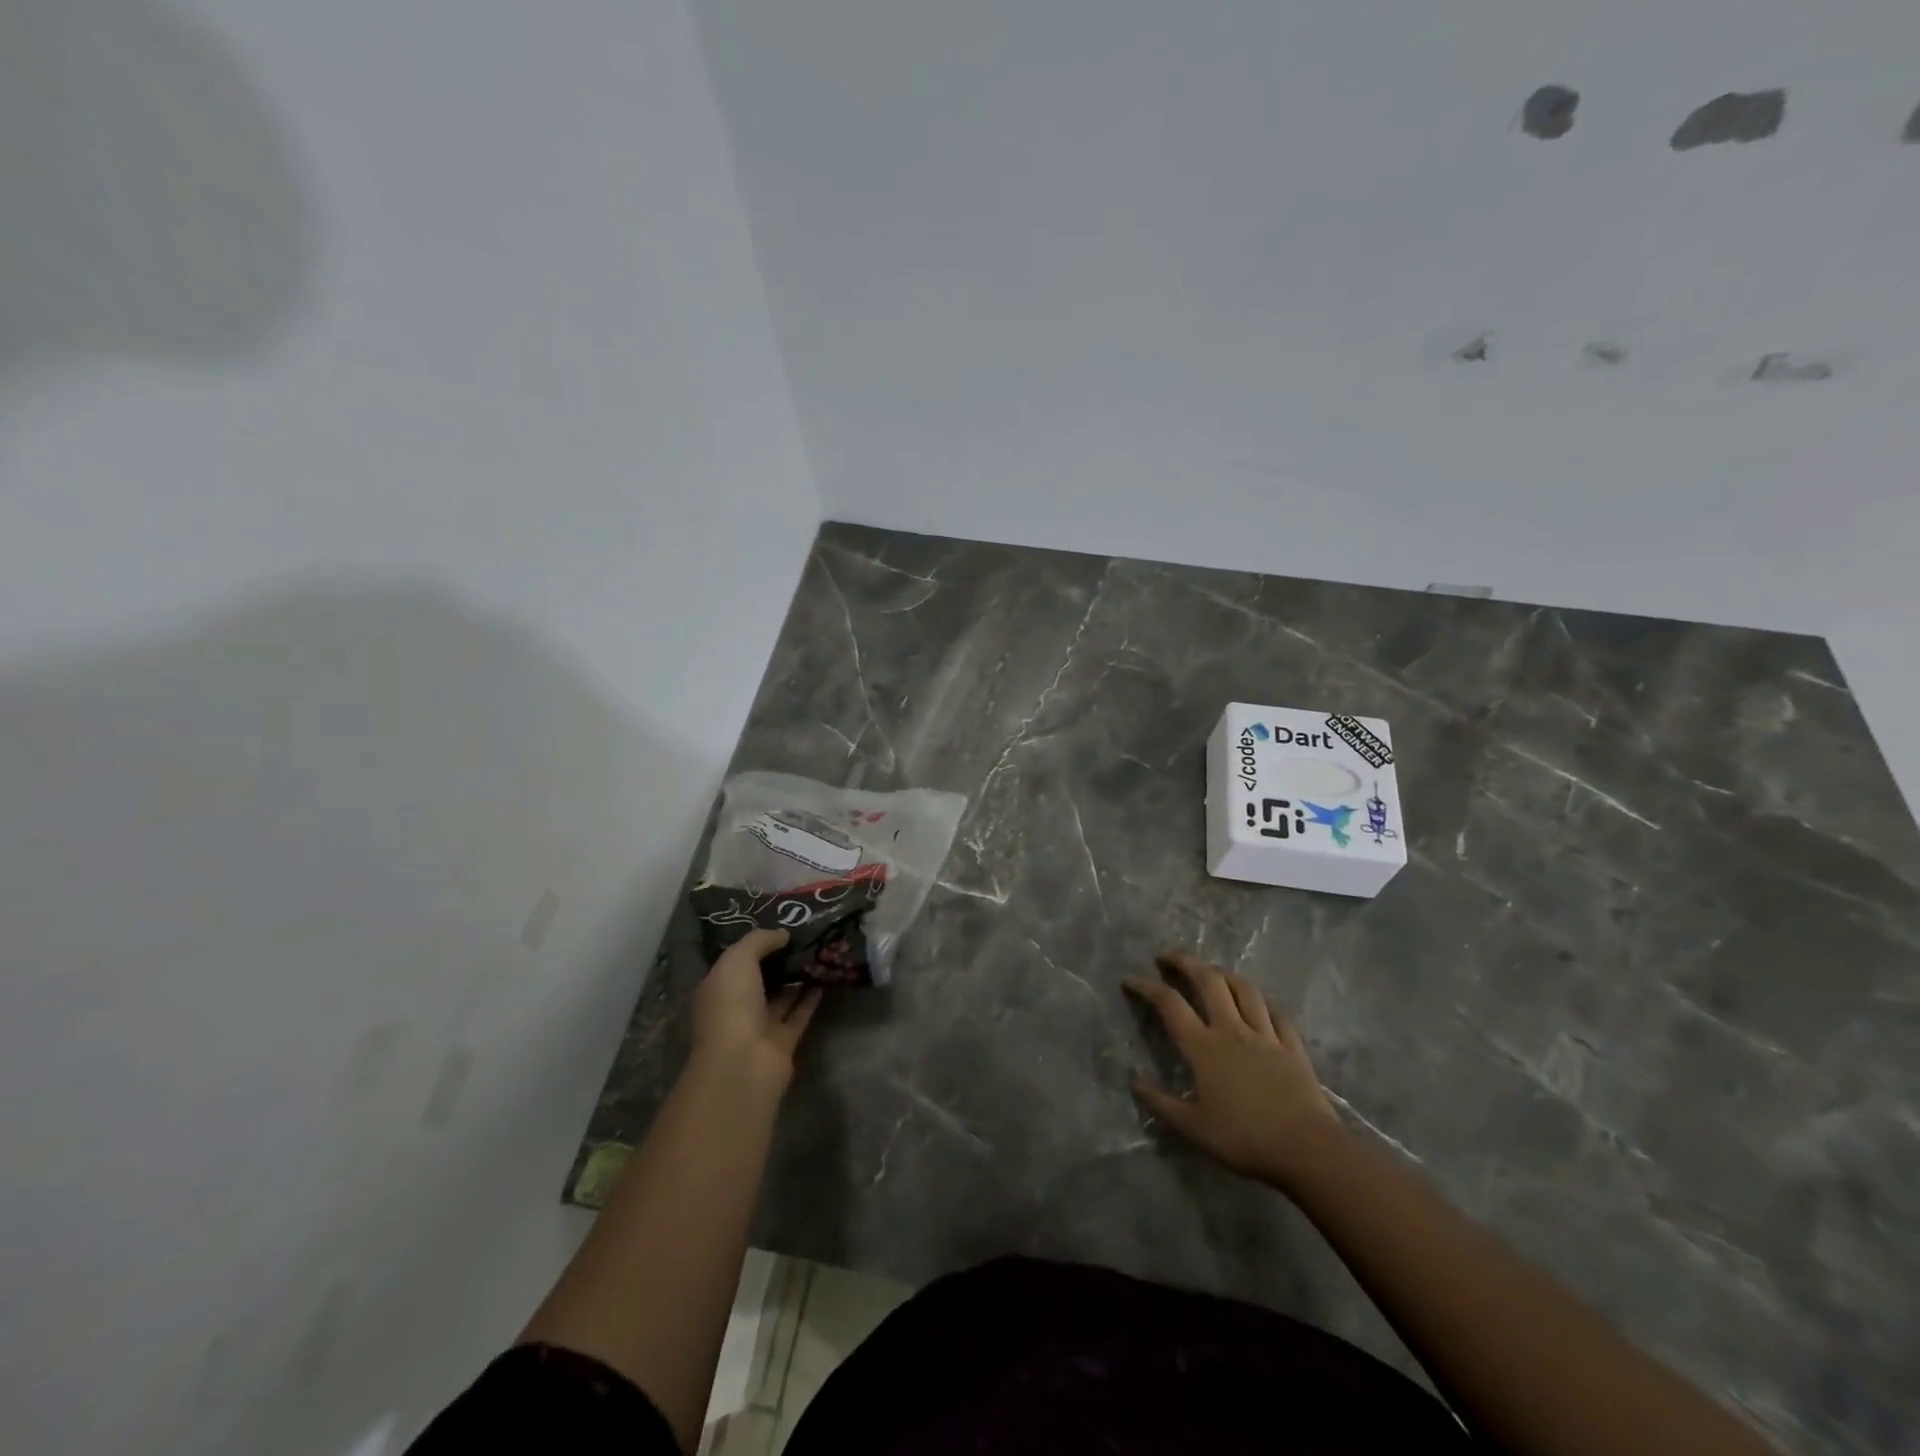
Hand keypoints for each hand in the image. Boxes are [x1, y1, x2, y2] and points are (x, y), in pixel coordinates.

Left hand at [691, 930, 821, 1092]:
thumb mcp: (738, 960)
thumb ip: (759, 941)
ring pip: (781, 997)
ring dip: (797, 978)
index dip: (757, 943)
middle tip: (806, 935)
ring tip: (820, 952)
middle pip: (760, 978)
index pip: (737, 960)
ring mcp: (760, 1026)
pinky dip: (811, 999)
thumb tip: (783, 934)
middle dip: (779, 959)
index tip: (782, 924)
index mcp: (718, 987)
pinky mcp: (783, 1042)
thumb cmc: (732, 1006)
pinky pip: (799, 1014)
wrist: (743, 1063)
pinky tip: (826, 978)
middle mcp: (737, 1006)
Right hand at [1125, 950, 1343, 1188]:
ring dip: (1223, 973)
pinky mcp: (1291, 1045)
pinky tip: (1258, 1000)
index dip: (1147, 987)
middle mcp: (1231, 1030)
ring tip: (1211, 971)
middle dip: (1185, 962)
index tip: (1130, 979)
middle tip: (1168, 957)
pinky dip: (1262, 1000)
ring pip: (1243, 989)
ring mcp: (1265, 1034)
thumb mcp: (1194, 1128)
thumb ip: (1162, 1104)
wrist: (1306, 1149)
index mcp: (1203, 1047)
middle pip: (1208, 981)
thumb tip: (1134, 1081)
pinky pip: (1276, 1012)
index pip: (1170, 1005)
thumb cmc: (1244, 1139)